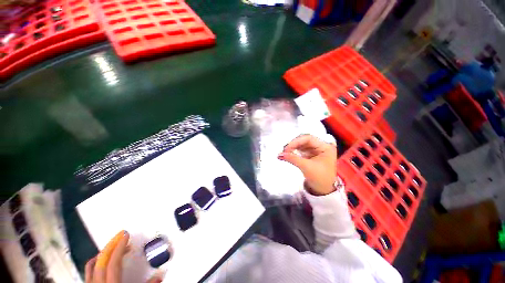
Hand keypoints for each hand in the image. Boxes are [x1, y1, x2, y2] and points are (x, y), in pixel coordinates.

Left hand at [85, 231, 161, 282]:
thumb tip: (160, 275)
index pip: (113, 263)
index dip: (119, 247)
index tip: (126, 235)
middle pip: (101, 261)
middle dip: (111, 245)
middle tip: (121, 236)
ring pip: (91, 266)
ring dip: (104, 253)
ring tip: (114, 247)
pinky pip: (88, 272)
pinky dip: (96, 263)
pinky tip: (103, 262)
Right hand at [278, 134, 336, 195]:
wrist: (323, 190)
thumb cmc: (319, 178)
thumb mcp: (306, 167)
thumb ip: (292, 158)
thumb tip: (279, 154)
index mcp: (325, 147)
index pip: (308, 138)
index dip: (296, 141)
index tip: (286, 148)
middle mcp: (321, 145)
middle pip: (304, 140)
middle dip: (293, 144)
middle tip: (284, 150)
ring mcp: (315, 149)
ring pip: (301, 144)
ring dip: (292, 147)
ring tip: (284, 152)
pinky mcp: (310, 154)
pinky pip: (300, 149)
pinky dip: (293, 151)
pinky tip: (288, 153)